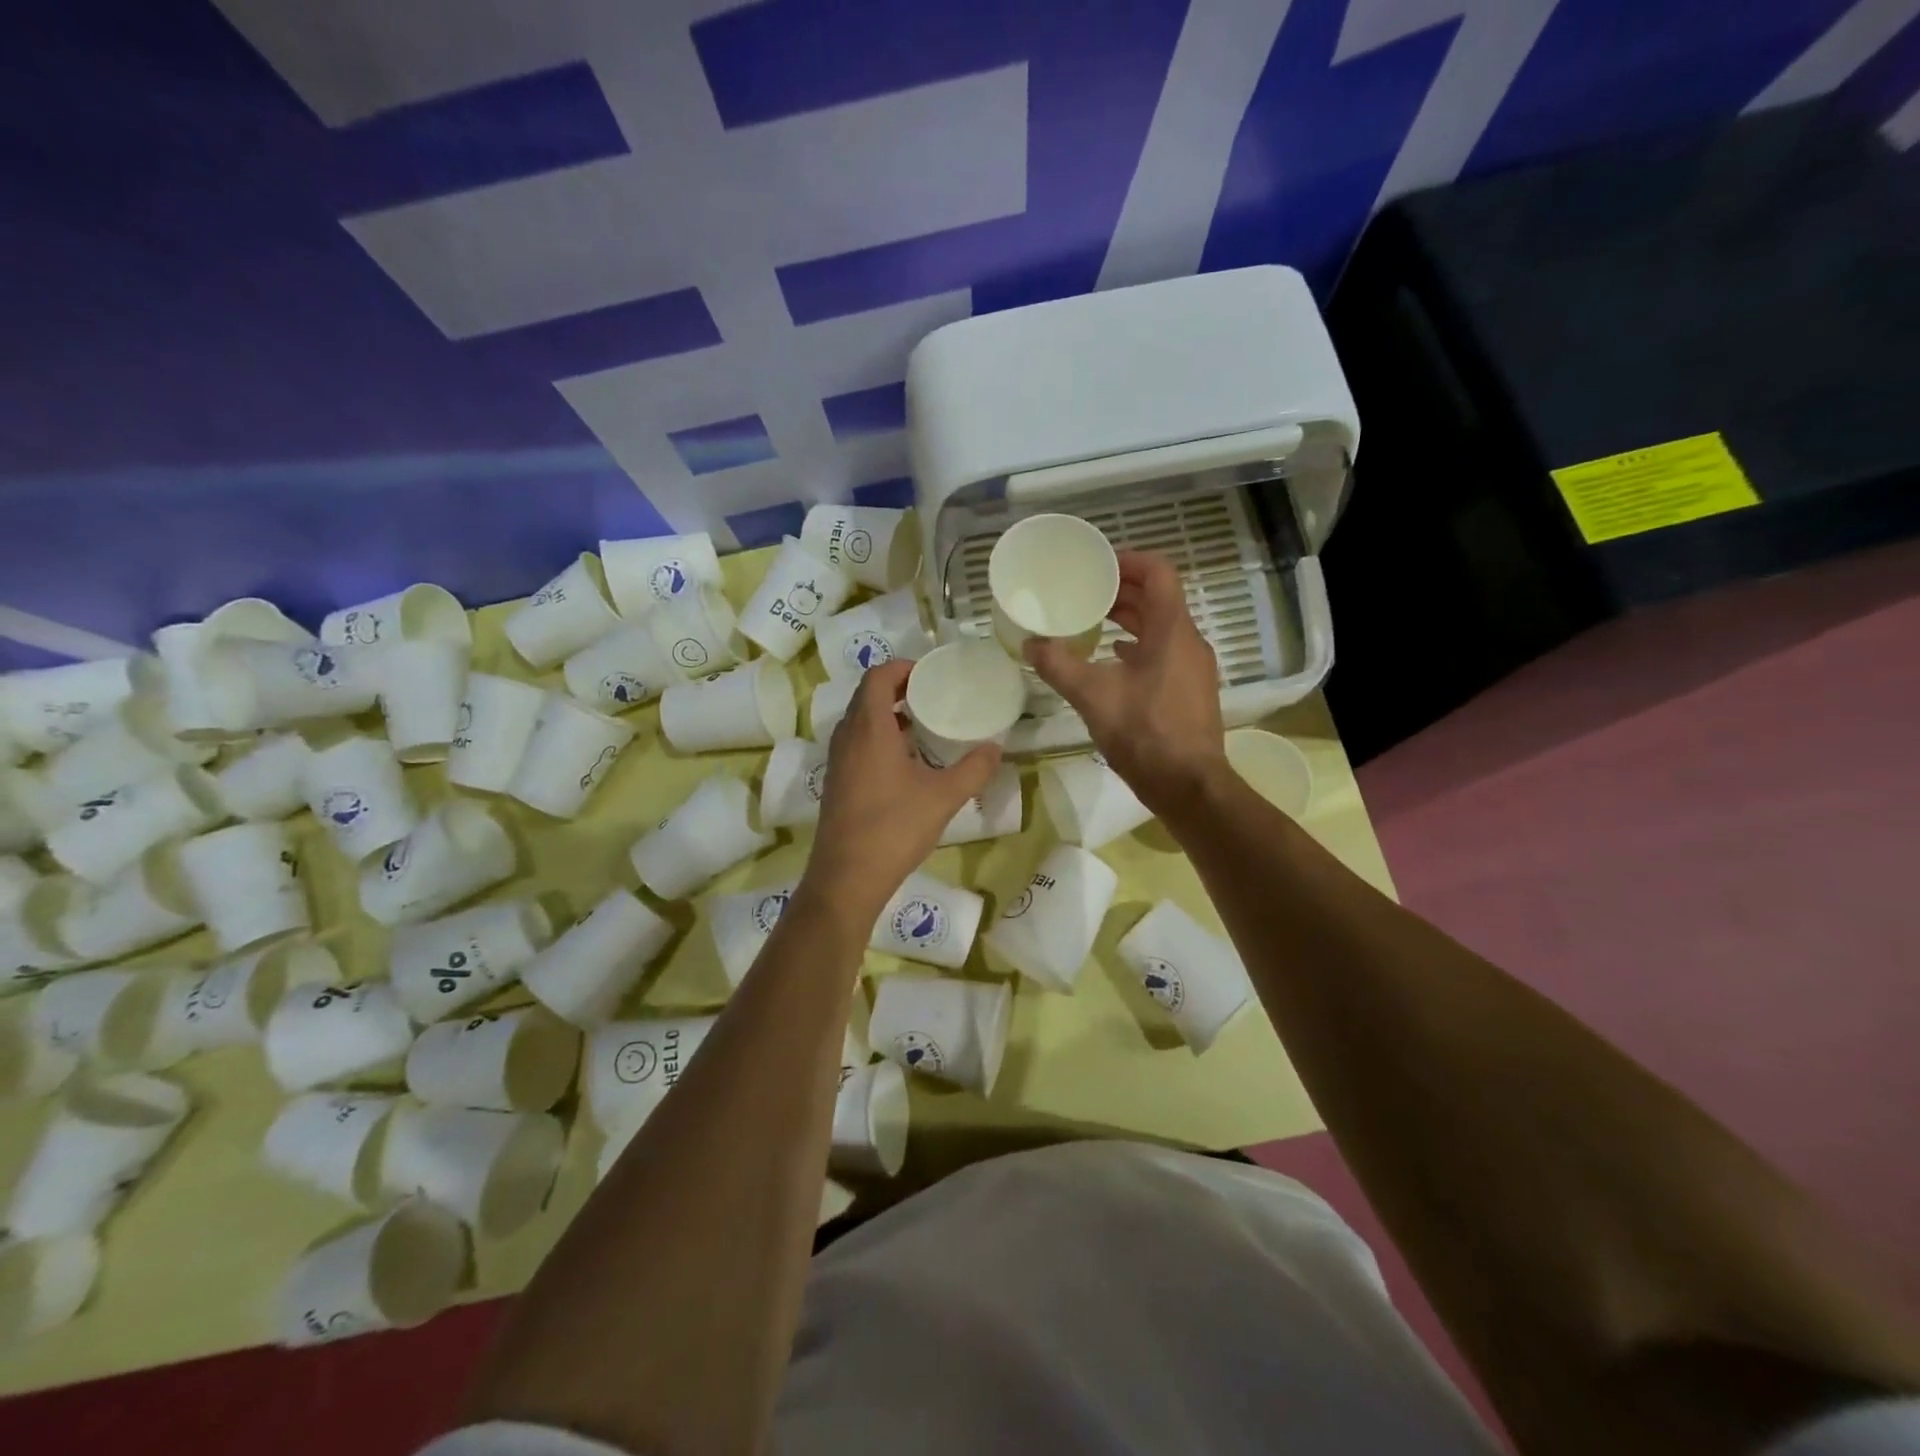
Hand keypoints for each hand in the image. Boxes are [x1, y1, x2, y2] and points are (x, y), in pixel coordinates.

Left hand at [802, 659, 999, 918]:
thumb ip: (974, 769)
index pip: (878, 677)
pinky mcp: (836, 782)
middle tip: (933, 696)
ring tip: (923, 725)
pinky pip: (856, 743)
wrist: (847, 877)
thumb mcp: (943, 797)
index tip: (931, 674)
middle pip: (867, 695)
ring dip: (887, 714)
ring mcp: (837, 761)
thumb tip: (996, 747)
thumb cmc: (894, 828)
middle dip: (898, 689)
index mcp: (869, 729)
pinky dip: (879, 738)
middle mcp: (847, 737)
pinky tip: (905, 762)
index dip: (902, 668)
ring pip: (860, 721)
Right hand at [1025, 551, 1224, 812]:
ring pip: (1162, 627)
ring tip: (1093, 621)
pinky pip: (1164, 652)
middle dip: (1123, 590)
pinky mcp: (1190, 690)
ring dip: (1130, 619)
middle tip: (1086, 592)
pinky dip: (1138, 646)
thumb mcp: (1093, 697)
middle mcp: (1189, 641)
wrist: (1189, 786)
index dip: (1129, 560)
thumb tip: (1030, 643)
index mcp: (1172, 631)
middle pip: (1159, 598)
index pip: (1159, 573)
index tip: (1098, 564)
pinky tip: (1113, 659)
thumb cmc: (1145, 734)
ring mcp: (1193, 667)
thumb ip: (1058, 665)